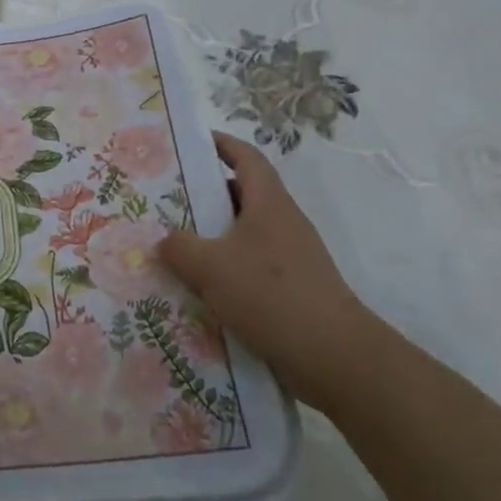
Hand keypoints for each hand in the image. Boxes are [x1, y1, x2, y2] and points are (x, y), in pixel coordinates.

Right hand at [158, 132, 379, 409]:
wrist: (335, 358)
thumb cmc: (271, 295)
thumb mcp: (210, 266)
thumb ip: (179, 247)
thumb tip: (165, 241)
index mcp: (269, 203)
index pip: (246, 157)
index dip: (221, 144)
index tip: (191, 142)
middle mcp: (283, 222)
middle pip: (243, 194)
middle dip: (206, 193)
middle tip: (168, 199)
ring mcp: (292, 257)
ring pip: (245, 233)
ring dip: (214, 235)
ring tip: (176, 245)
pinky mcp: (293, 289)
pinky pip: (252, 266)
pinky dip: (227, 268)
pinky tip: (202, 288)